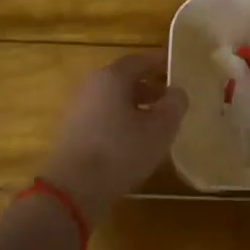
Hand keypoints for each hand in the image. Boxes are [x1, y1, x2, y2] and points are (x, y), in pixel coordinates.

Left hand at [41, 53, 188, 225]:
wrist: (74, 188)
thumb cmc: (121, 151)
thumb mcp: (160, 128)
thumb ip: (174, 105)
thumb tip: (177, 92)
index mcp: (112, 77)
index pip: (140, 60)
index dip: (160, 62)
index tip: (177, 67)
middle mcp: (91, 86)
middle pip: (124, 79)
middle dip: (150, 87)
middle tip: (170, 100)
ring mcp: (78, 109)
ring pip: (113, 100)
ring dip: (136, 107)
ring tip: (157, 124)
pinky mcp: (72, 132)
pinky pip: (103, 117)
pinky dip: (121, 121)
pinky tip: (134, 141)